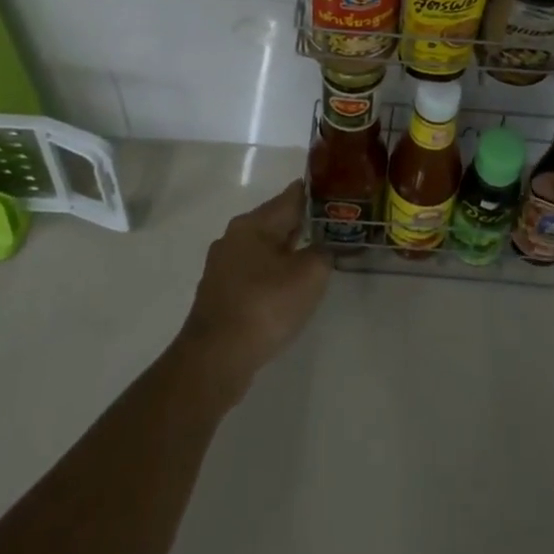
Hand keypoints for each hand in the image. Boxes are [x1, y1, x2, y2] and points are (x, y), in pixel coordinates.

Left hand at [177, 180, 331, 395]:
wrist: (215, 359)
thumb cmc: (265, 306)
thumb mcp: (309, 275)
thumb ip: (323, 253)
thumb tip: (322, 248)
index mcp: (254, 223)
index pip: (292, 196)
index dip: (317, 194)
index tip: (338, 196)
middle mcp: (234, 236)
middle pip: (276, 221)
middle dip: (303, 224)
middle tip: (332, 229)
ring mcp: (223, 265)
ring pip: (264, 248)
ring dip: (287, 251)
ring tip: (313, 259)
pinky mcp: (219, 293)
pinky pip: (253, 272)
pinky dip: (272, 274)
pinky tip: (286, 289)